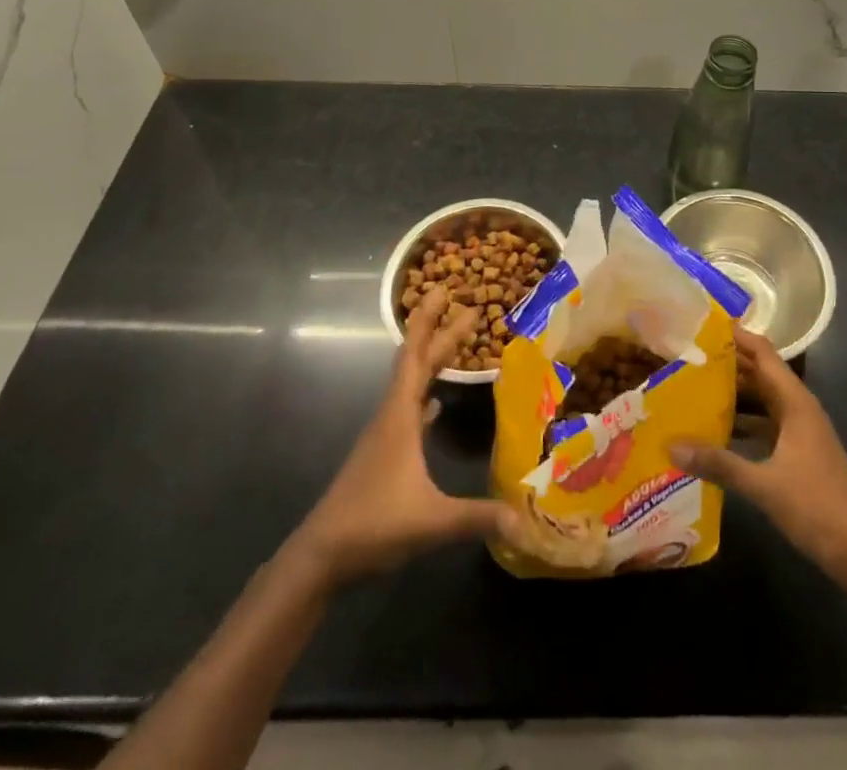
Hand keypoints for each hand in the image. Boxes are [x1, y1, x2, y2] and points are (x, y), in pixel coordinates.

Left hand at [288, 293, 513, 587]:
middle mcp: (391, 415)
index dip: (429, 321)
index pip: (415, 355)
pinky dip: (425, 398)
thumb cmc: (373, 524)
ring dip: (432, 362)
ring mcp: (385, 435)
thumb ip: (478, 518)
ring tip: (456, 345)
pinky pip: (409, 411)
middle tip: (468, 308)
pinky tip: (436, 406)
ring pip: (411, 385)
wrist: (321, 556)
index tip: (444, 290)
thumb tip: (525, 520)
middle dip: (440, 333)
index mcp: (400, 416)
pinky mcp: (384, 455)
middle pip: (417, 363)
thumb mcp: (431, 520)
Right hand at [672, 329, 846, 591]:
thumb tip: (671, 444)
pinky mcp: (798, 456)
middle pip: (760, 374)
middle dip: (726, 364)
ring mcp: (800, 433)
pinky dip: (741, 424)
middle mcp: (798, 409)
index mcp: (795, 402)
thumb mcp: (764, 484)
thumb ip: (718, 463)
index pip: (762, 352)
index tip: (700, 324)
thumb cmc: (819, 507)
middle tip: (685, 356)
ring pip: (761, 402)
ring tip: (691, 388)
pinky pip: (764, 427)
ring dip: (732, 394)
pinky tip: (715, 433)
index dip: (735, 336)